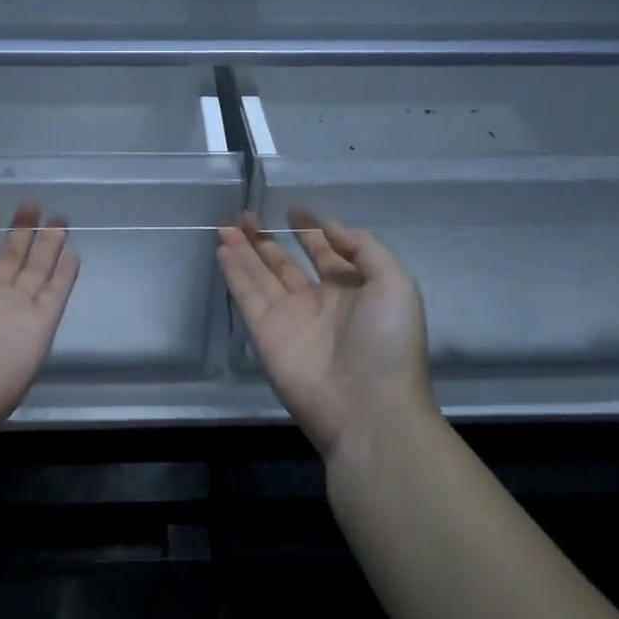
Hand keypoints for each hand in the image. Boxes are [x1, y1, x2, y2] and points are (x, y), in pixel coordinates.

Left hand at [0, 207, 79, 449]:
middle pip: (11, 257)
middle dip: (21, 231)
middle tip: (32, 205)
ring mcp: (16, 312)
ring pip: (37, 270)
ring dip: (47, 246)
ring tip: (58, 220)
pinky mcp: (39, 328)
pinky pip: (56, 295)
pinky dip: (65, 276)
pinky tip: (72, 254)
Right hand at [218, 210, 431, 459]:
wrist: (369, 409)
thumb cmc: (388, 343)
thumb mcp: (394, 284)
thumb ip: (363, 248)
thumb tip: (328, 224)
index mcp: (352, 291)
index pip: (325, 254)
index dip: (309, 230)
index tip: (293, 209)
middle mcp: (317, 302)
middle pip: (284, 264)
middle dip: (266, 239)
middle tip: (245, 214)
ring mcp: (289, 319)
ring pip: (260, 276)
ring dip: (244, 250)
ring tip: (226, 224)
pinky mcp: (265, 335)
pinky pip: (247, 296)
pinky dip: (234, 272)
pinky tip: (223, 249)